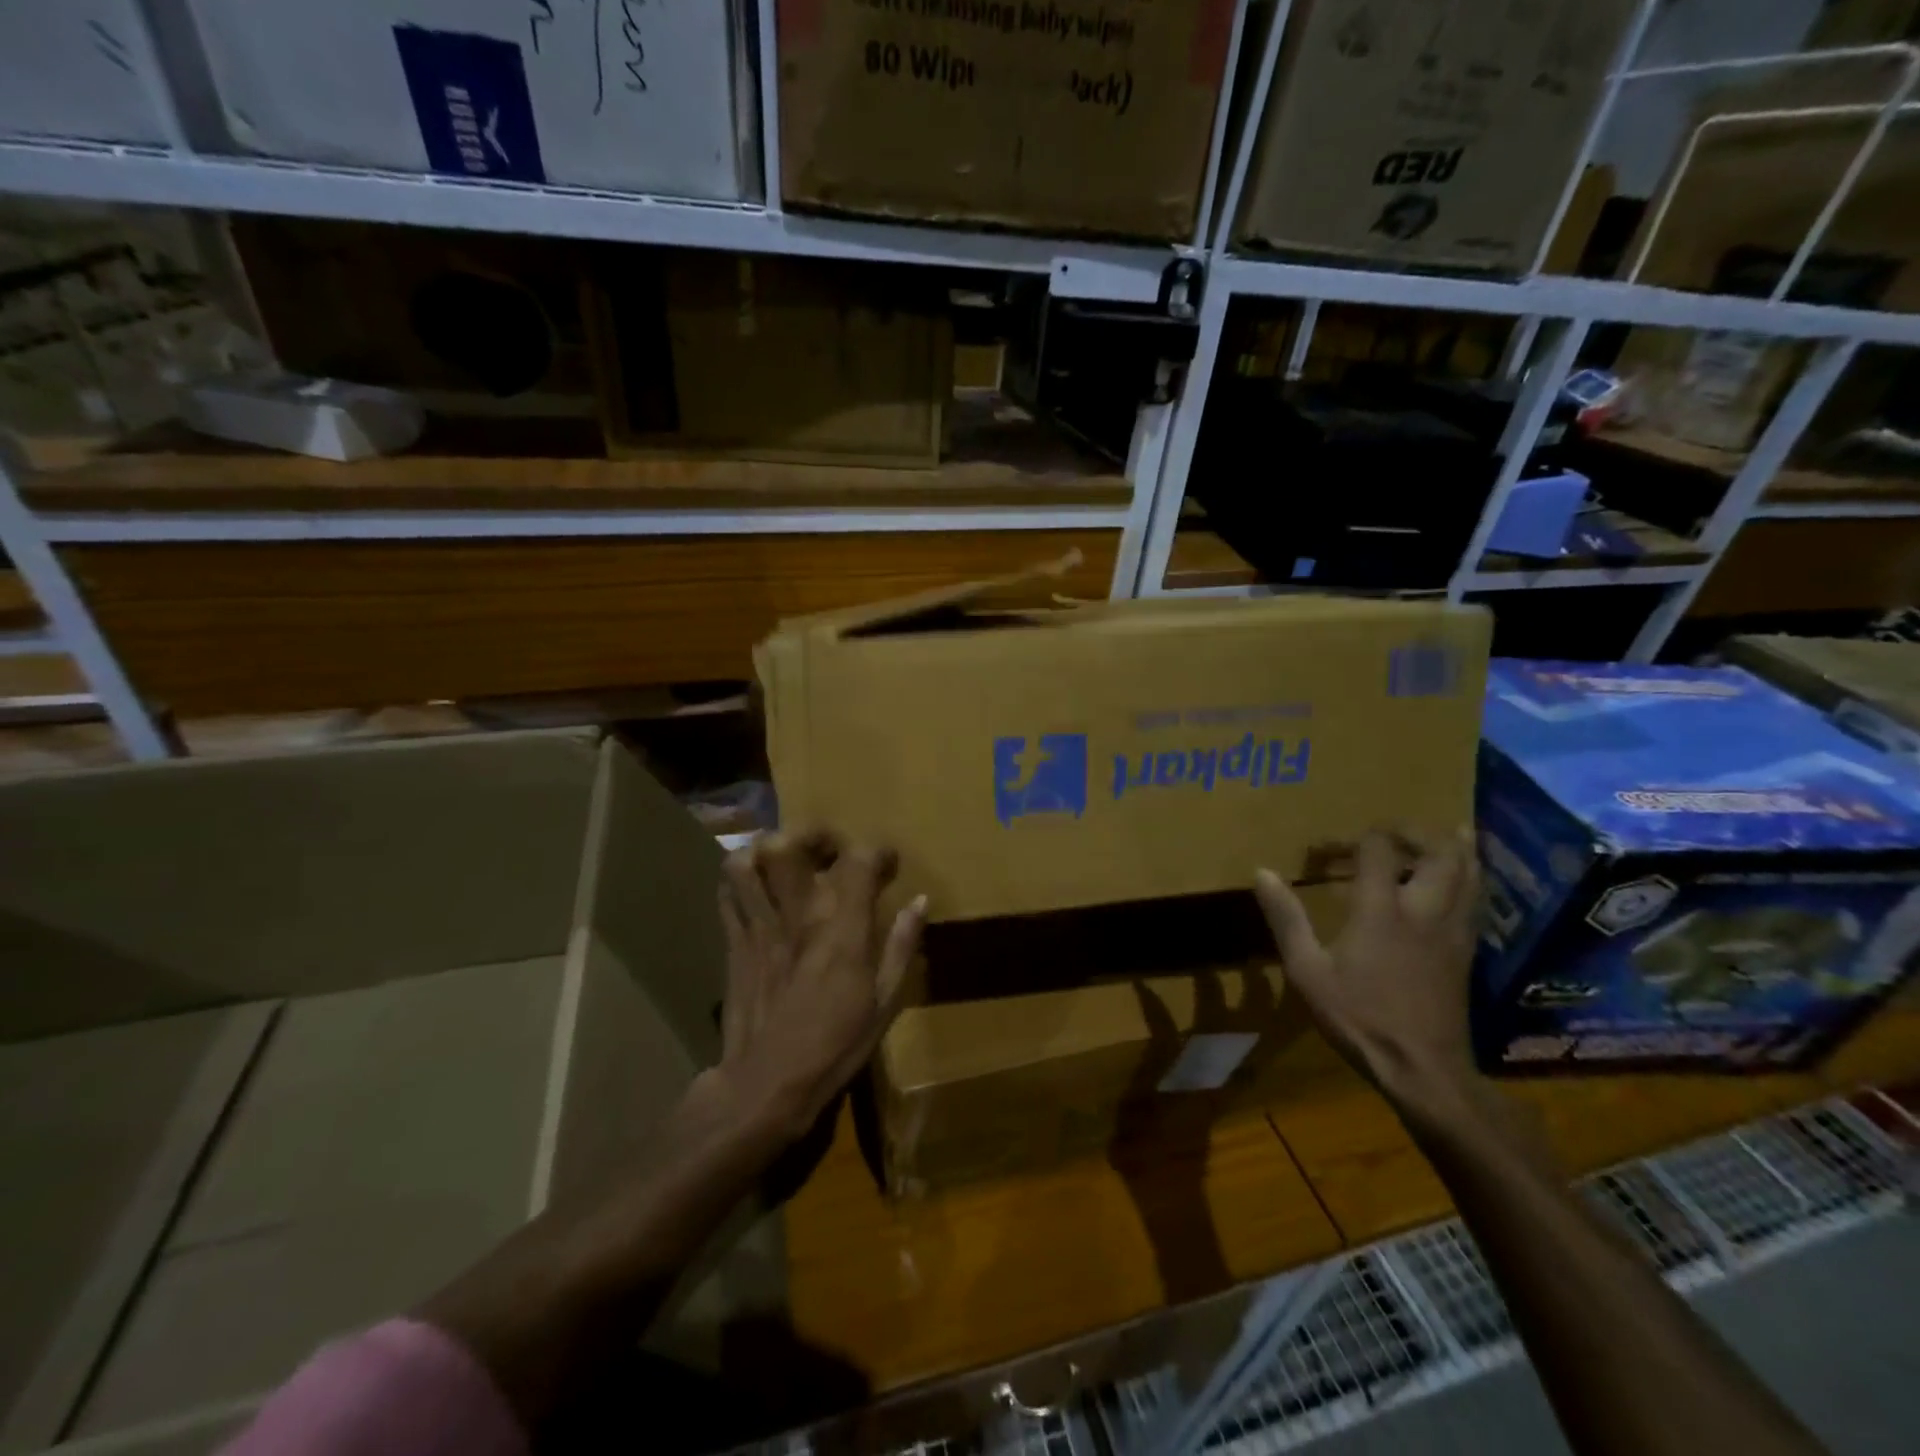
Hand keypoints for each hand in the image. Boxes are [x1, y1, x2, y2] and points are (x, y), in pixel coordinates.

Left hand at [711, 831, 926, 1140]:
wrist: (765, 1085)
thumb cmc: (834, 1047)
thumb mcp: (884, 1002)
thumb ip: (902, 946)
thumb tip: (920, 901)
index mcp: (842, 929)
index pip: (859, 860)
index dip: (877, 851)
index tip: (887, 864)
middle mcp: (797, 914)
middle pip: (790, 844)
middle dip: (813, 835)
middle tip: (830, 849)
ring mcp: (759, 925)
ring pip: (748, 861)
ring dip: (767, 849)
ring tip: (786, 859)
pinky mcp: (733, 942)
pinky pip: (726, 893)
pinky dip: (740, 879)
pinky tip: (757, 888)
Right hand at [1254, 827, 1480, 1104]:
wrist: (1423, 1069)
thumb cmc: (1359, 1016)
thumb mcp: (1307, 970)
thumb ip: (1286, 918)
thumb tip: (1262, 872)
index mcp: (1382, 910)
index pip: (1379, 850)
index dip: (1355, 838)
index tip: (1328, 850)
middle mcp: (1424, 910)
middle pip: (1440, 853)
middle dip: (1418, 832)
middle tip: (1394, 830)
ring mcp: (1453, 931)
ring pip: (1471, 874)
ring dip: (1457, 848)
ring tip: (1445, 833)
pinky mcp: (1467, 951)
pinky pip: (1476, 900)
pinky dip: (1470, 878)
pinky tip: (1459, 882)